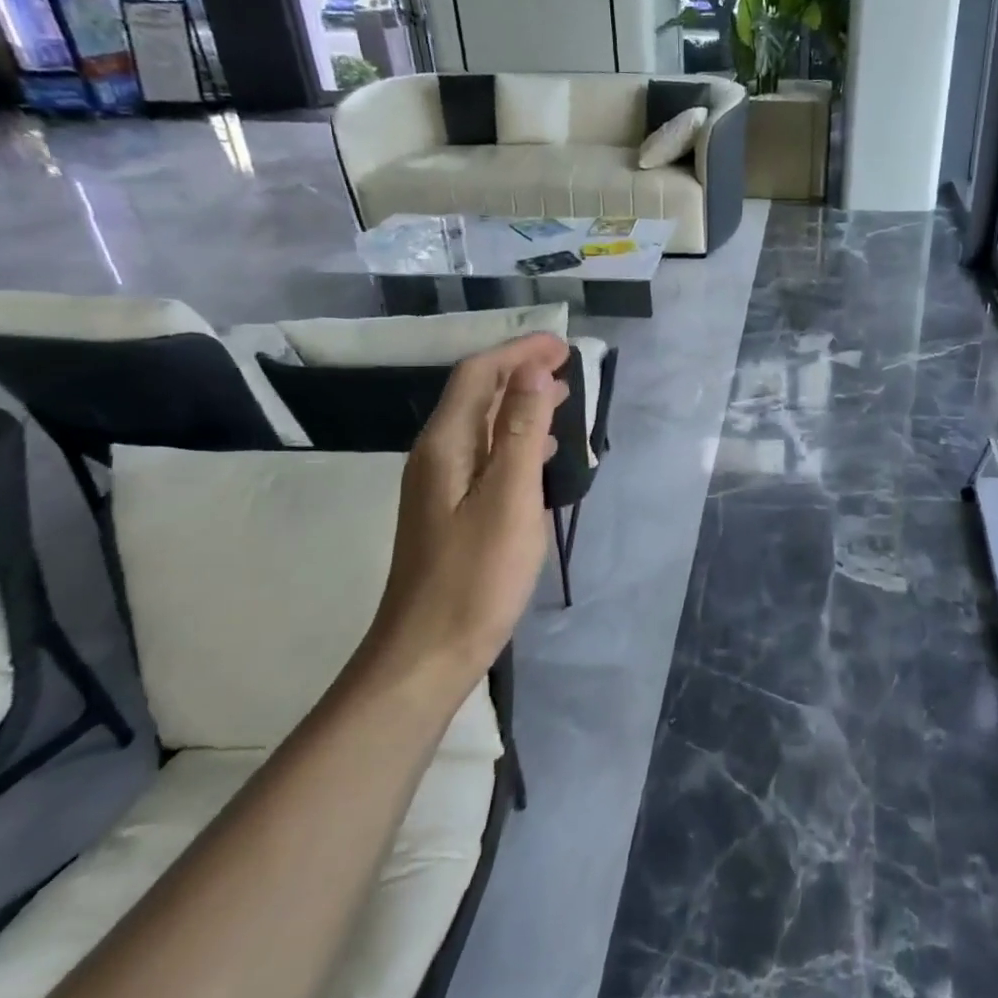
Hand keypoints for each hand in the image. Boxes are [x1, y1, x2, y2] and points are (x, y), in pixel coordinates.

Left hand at [364, 333, 569, 689]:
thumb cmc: (476, 576)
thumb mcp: (509, 498)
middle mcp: (436, 455)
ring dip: (520, 404)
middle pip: (476, 394)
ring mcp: (440, 485)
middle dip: (520, 371)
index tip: (564, 345)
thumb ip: (520, 430)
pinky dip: (516, 440)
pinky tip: (541, 454)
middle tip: (569, 367)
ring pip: (483, 425)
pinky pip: (486, 455)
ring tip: (562, 400)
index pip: (479, 375)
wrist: (428, 652)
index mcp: (445, 445)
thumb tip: (532, 370)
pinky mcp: (451, 510)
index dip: (519, 351)